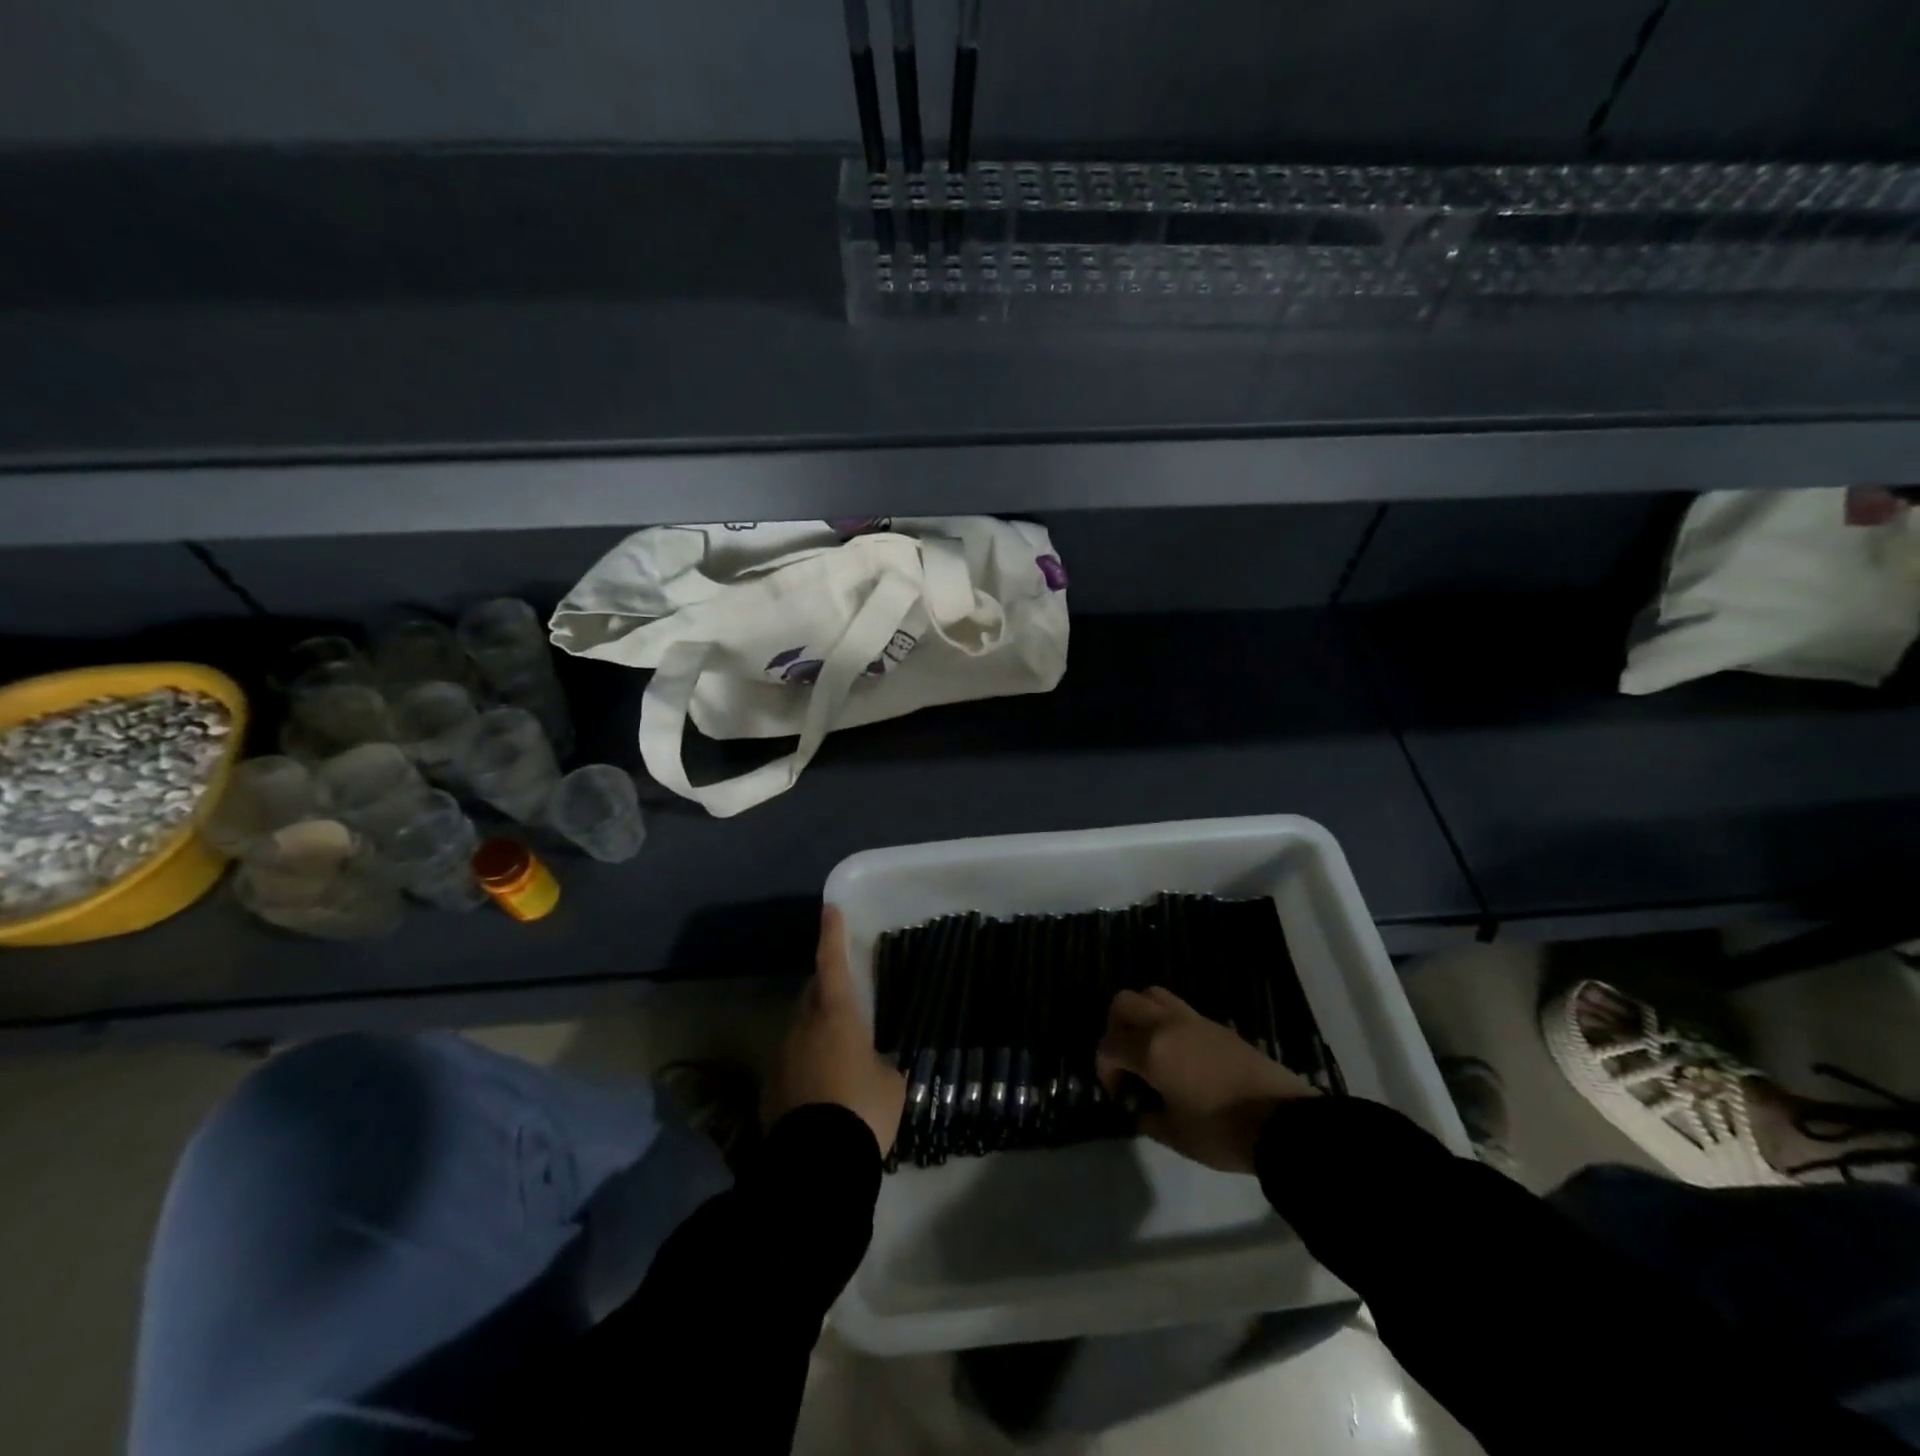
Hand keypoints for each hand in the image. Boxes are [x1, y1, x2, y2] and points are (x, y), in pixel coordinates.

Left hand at [764, 906, 905, 1155]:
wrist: (816, 1166)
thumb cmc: (863, 1110)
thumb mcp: (891, 1083)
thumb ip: (882, 1064)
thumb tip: (876, 1066)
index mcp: (836, 1015)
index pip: (833, 963)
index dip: (832, 934)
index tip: (830, 909)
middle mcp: (802, 1027)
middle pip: (812, 994)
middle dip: (826, 988)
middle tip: (844, 994)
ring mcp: (781, 1057)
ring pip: (800, 1029)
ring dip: (816, 1030)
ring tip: (838, 1050)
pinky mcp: (770, 1089)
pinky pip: (792, 1061)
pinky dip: (806, 1063)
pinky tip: (822, 1087)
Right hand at [1096, 986, 1315, 1172]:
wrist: (1282, 1123)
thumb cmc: (1221, 1131)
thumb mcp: (1175, 1135)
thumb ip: (1148, 1118)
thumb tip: (1141, 1108)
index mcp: (1151, 1049)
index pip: (1109, 1045)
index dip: (1105, 1069)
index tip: (1118, 1094)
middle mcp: (1167, 1025)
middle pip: (1125, 1003)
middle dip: (1115, 1028)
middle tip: (1125, 1059)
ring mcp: (1194, 1020)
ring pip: (1153, 995)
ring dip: (1141, 1016)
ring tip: (1149, 1049)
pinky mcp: (1217, 1025)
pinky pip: (1179, 1010)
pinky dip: (1168, 1024)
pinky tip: (1179, 1056)